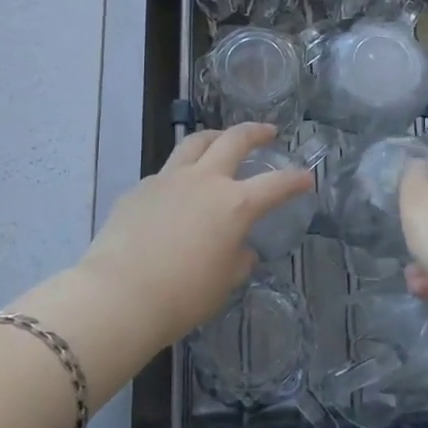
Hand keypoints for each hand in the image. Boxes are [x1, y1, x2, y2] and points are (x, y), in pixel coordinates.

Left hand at [79, 123, 314, 349]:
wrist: (120, 295)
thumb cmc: (183, 295)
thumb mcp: (225, 282)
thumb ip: (239, 258)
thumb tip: (240, 248)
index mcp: (235, 204)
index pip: (275, 185)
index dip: (295, 180)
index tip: (306, 178)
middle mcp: (205, 180)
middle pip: (234, 140)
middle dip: (256, 132)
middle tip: (268, 132)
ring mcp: (169, 179)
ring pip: (195, 142)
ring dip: (215, 137)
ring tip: (221, 140)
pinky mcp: (140, 188)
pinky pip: (166, 172)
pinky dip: (180, 173)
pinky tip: (177, 190)